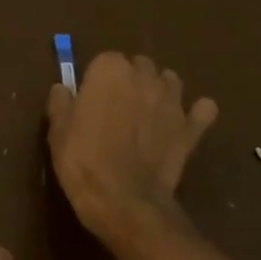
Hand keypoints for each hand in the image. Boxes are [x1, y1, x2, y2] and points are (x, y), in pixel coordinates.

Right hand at [46, 51, 218, 235]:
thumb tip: (63, 89)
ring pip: (170, 81)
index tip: (89, 101)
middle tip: (116, 109)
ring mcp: (172, 101)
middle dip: (130, 81)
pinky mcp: (190, 128)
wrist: (123, 199)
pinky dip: (197, 114)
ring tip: (148, 114)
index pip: (104, 60)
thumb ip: (61, 102)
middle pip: (139, 66)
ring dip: (160, 91)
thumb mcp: (58, 130)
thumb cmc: (83, 159)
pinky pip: (203, 111)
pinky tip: (188, 123)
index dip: (97, 80)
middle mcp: (144, 76)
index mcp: (110, 69)